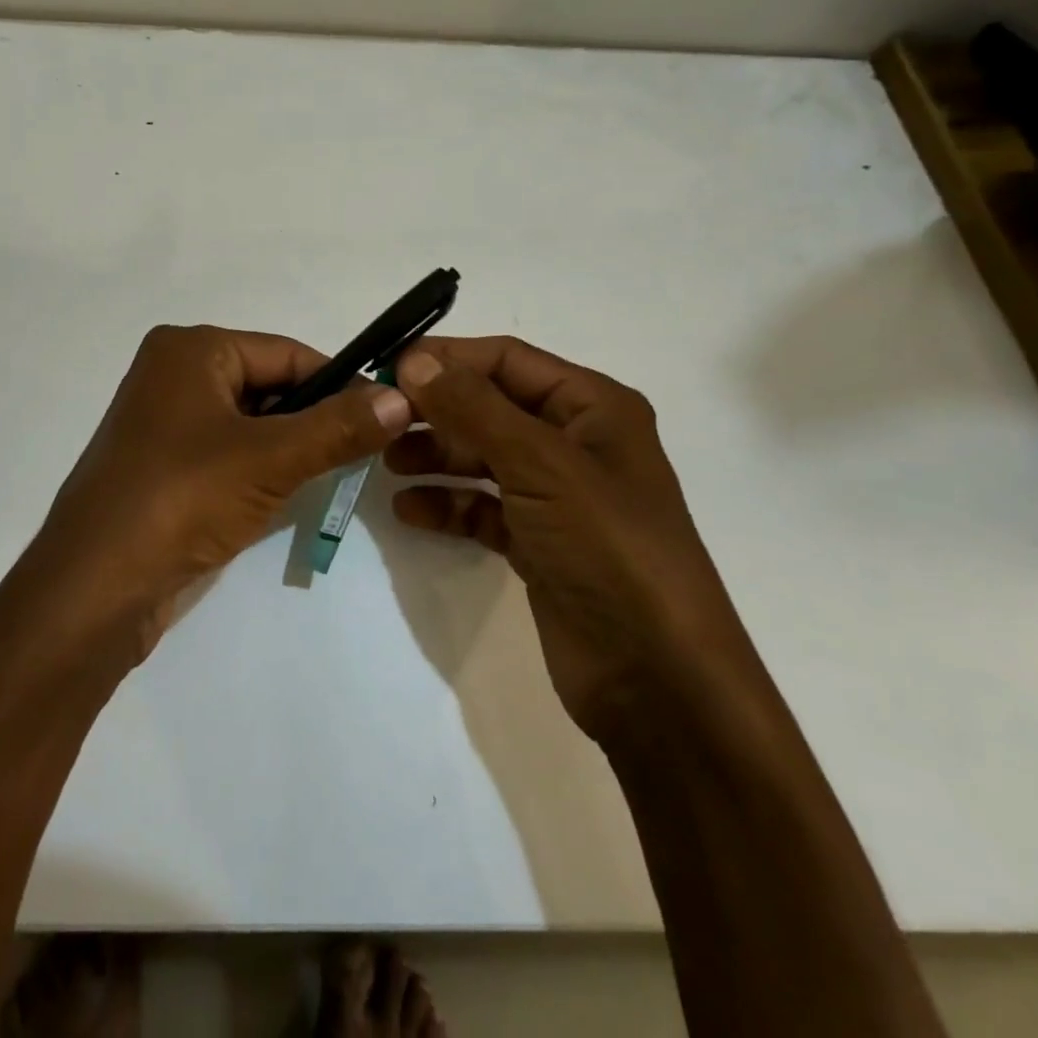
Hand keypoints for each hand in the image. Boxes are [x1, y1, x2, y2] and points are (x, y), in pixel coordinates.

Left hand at [27, 324, 411, 661]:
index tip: (384, 417)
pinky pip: (226, 453)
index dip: (339, 383)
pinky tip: (280, 498)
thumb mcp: (270, 459)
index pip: (287, 353)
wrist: (94, 589)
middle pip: (268, 386)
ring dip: (289, 449)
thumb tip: (401, 396)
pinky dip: (259, 470)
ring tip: (326, 478)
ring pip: (249, 423)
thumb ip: (339, 427)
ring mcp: (163, 422)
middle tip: (361, 454)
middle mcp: (172, 374)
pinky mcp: (161, 465)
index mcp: (190, 350)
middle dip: (313, 420)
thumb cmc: (182, 500)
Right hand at [388, 337, 756, 745]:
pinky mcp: (539, 542)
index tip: (388, 370)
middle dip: (436, 411)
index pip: (508, 360)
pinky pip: (483, 507)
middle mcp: (576, 443)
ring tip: (389, 464)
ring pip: (483, 457)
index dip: (448, 359)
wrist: (657, 679)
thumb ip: (473, 409)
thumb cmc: (607, 548)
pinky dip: (448, 504)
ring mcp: (557, 496)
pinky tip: (410, 511)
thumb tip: (415, 361)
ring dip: (436, 456)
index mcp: (593, 407)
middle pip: (491, 408)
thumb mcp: (541, 465)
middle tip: (381, 422)